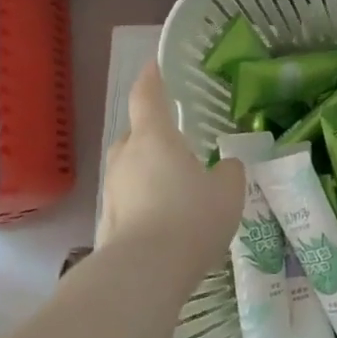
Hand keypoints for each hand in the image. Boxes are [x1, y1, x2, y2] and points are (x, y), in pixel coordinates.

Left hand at [96, 61, 243, 270]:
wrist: (144, 272)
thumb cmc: (191, 218)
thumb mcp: (228, 192)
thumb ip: (229, 172)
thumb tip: (225, 167)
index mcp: (155, 137)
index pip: (147, 96)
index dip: (152, 78)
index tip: (155, 65)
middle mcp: (127, 157)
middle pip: (135, 134)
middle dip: (152, 133)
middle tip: (177, 140)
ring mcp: (112, 190)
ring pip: (131, 168)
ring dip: (148, 170)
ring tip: (175, 184)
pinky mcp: (108, 221)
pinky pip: (130, 199)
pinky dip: (144, 200)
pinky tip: (165, 218)